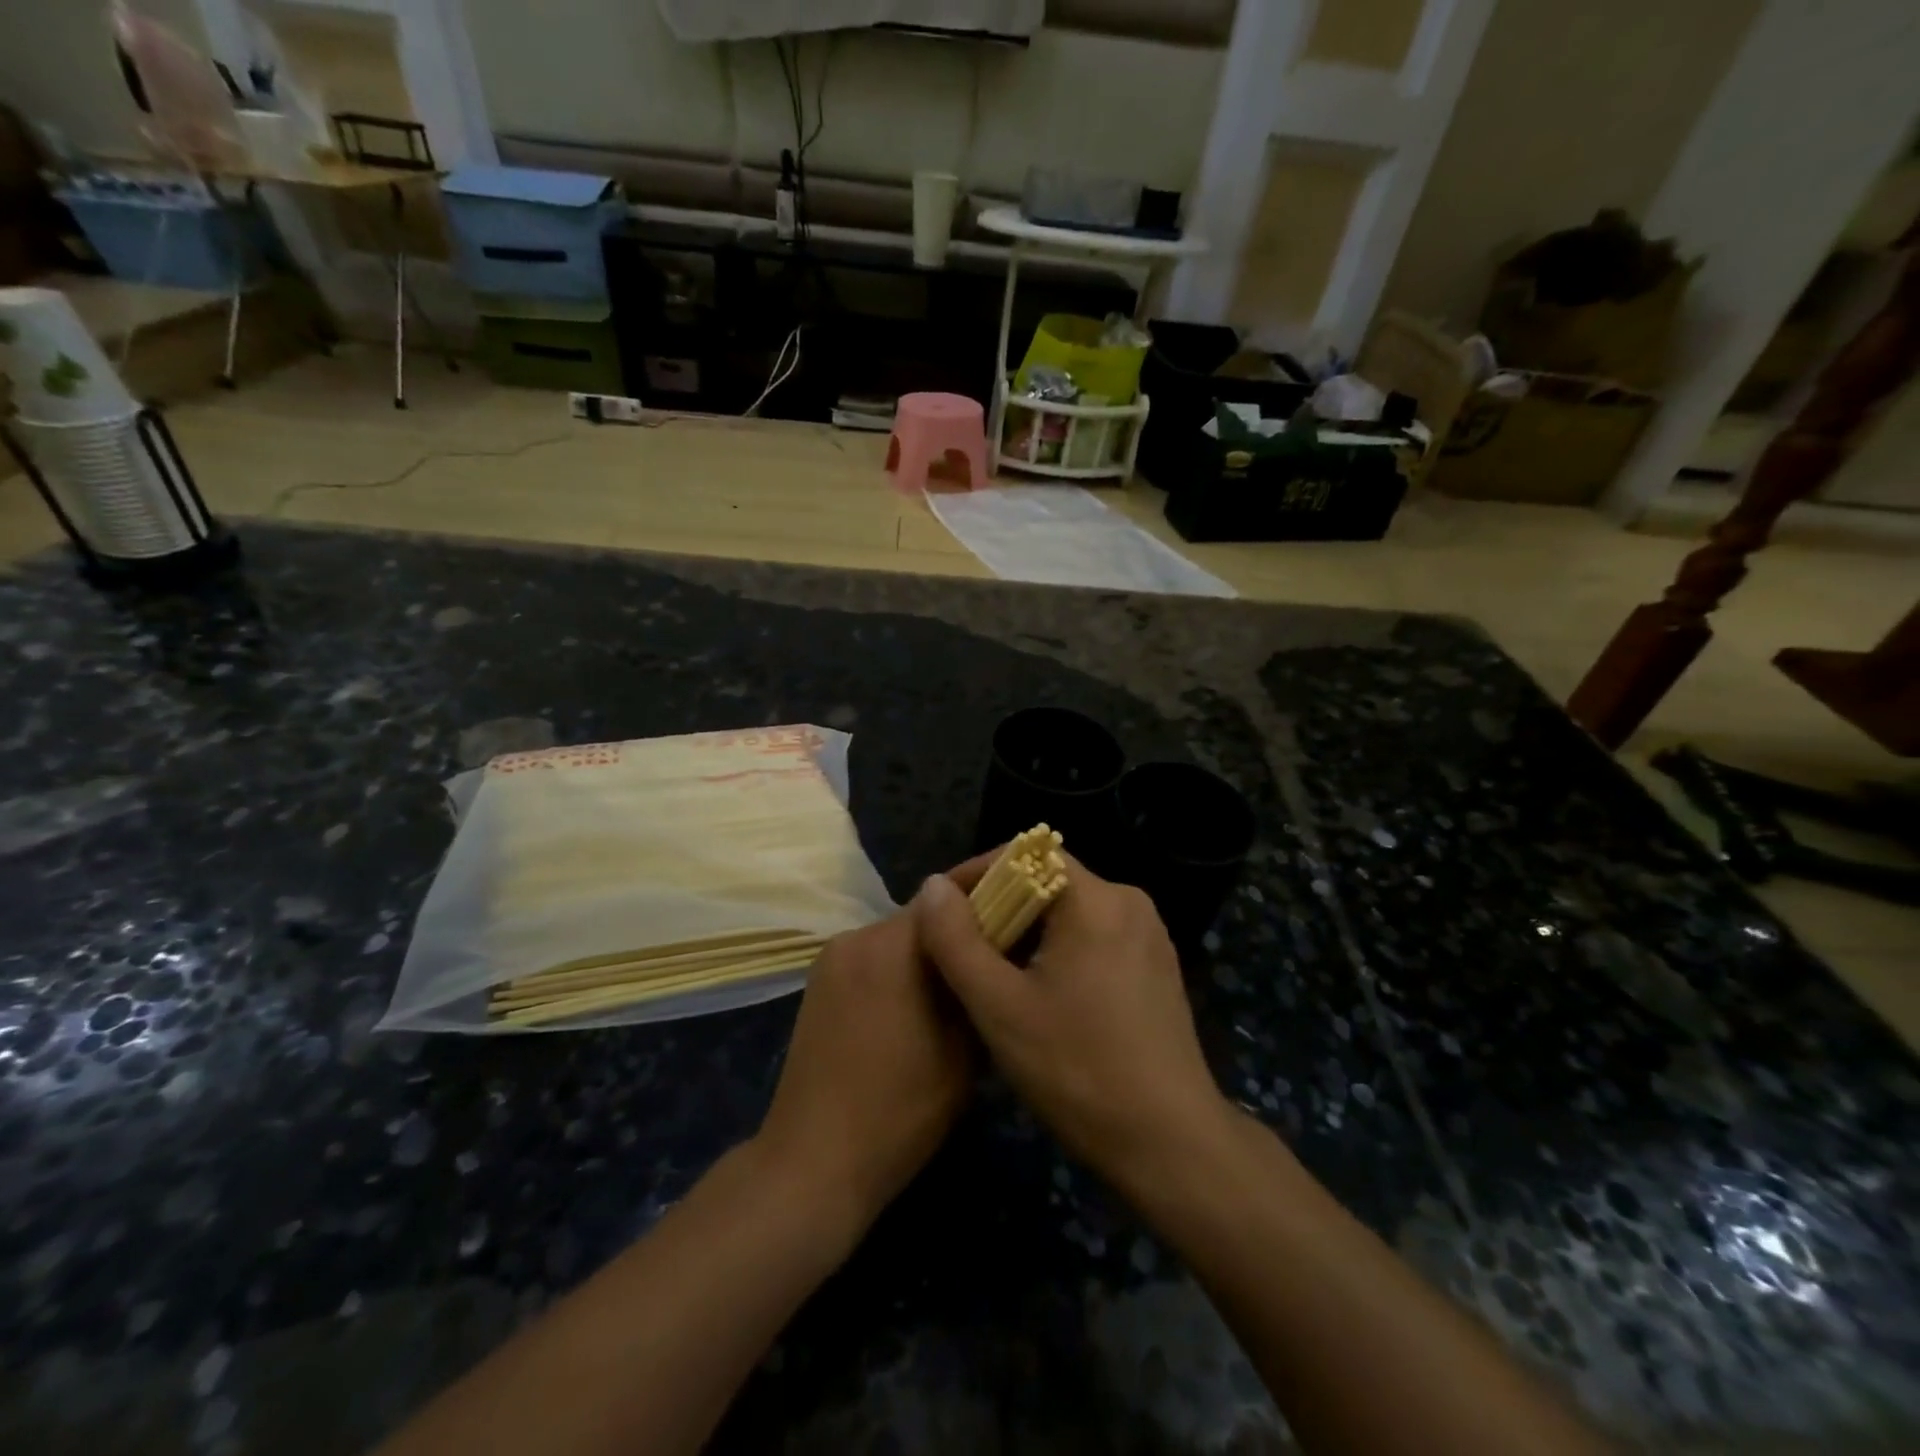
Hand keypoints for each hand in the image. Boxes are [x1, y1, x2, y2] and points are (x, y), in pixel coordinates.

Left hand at [753, 907, 974, 1236]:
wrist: (813, 1162)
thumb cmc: (901, 1110)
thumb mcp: (965, 1048)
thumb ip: (979, 980)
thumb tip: (999, 942)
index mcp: (894, 944)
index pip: (950, 890)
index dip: (990, 881)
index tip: (1024, 877)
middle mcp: (858, 936)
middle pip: (924, 912)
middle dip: (964, 921)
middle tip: (1005, 939)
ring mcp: (833, 958)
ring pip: (899, 935)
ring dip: (932, 945)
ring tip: (967, 973)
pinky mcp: (820, 982)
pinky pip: (875, 957)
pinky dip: (903, 964)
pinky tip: (923, 997)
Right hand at [910, 856, 1230, 1195]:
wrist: (1170, 1143)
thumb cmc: (1078, 1069)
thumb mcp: (999, 1006)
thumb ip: (956, 939)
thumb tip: (933, 886)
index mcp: (1097, 899)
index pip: (1026, 853)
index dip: (977, 872)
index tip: (942, 909)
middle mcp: (1129, 902)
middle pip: (1048, 880)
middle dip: (998, 906)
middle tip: (959, 947)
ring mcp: (1149, 935)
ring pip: (1070, 911)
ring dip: (1025, 930)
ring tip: (990, 970)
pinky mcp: (1156, 966)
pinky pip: (1095, 936)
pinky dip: (1058, 948)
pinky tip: (1038, 991)